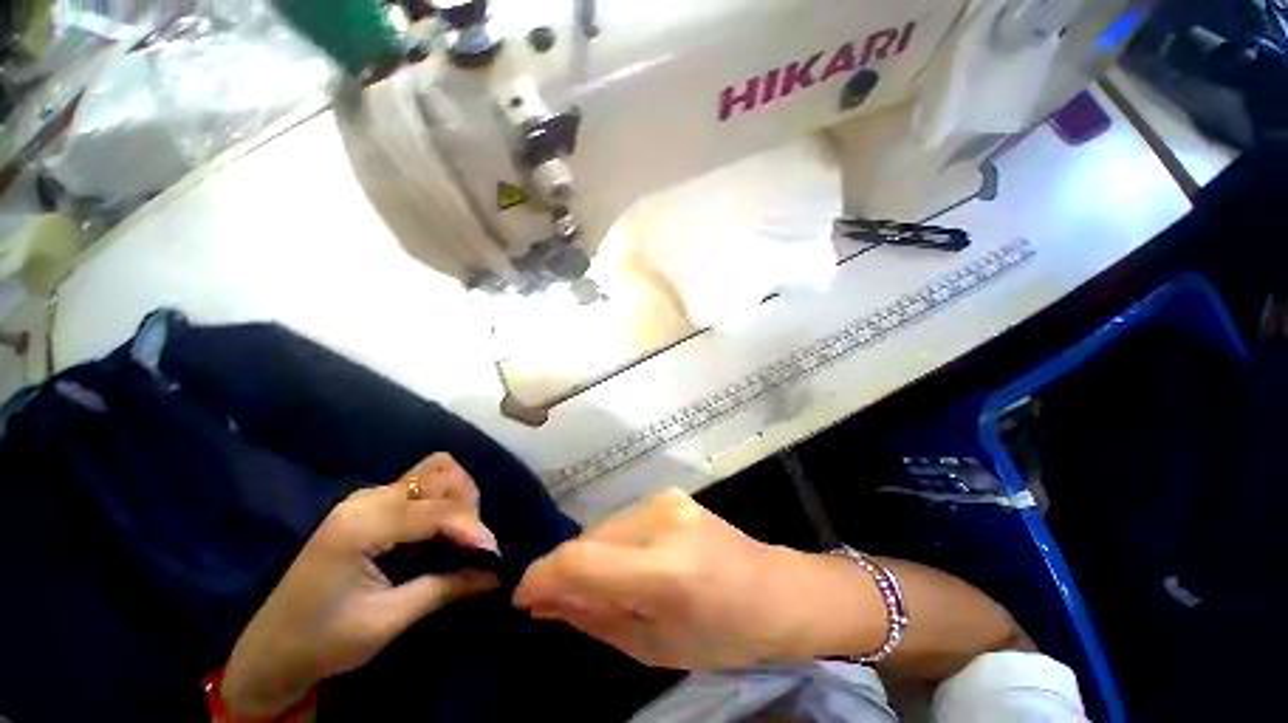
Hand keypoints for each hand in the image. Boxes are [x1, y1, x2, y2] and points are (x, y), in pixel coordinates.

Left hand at [221, 454, 499, 716]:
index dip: (470, 528)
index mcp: (360, 526)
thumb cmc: (323, 641)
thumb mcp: (386, 621)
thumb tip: (496, 574)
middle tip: (474, 545)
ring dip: (459, 497)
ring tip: (463, 534)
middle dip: (467, 505)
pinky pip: (422, 485)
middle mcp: (365, 499)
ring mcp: (367, 498)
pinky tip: (446, 528)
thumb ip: (445, 589)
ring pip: (434, 472)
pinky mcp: (371, 505)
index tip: (494, 554)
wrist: (271, 650)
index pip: (434, 510)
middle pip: (440, 474)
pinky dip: (444, 499)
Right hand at [513, 488, 820, 669]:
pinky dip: (612, 544)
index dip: (542, 576)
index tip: (522, 598)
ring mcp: (668, 500)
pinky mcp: (670, 494)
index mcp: (665, 570)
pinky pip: (622, 520)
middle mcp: (663, 521)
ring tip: (605, 587)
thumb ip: (594, 619)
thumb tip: (545, 601)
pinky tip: (628, 565)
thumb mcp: (653, 647)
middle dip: (566, 572)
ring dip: (591, 558)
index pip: (581, 560)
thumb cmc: (723, 634)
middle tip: (562, 604)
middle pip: (588, 539)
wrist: (774, 589)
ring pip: (603, 527)